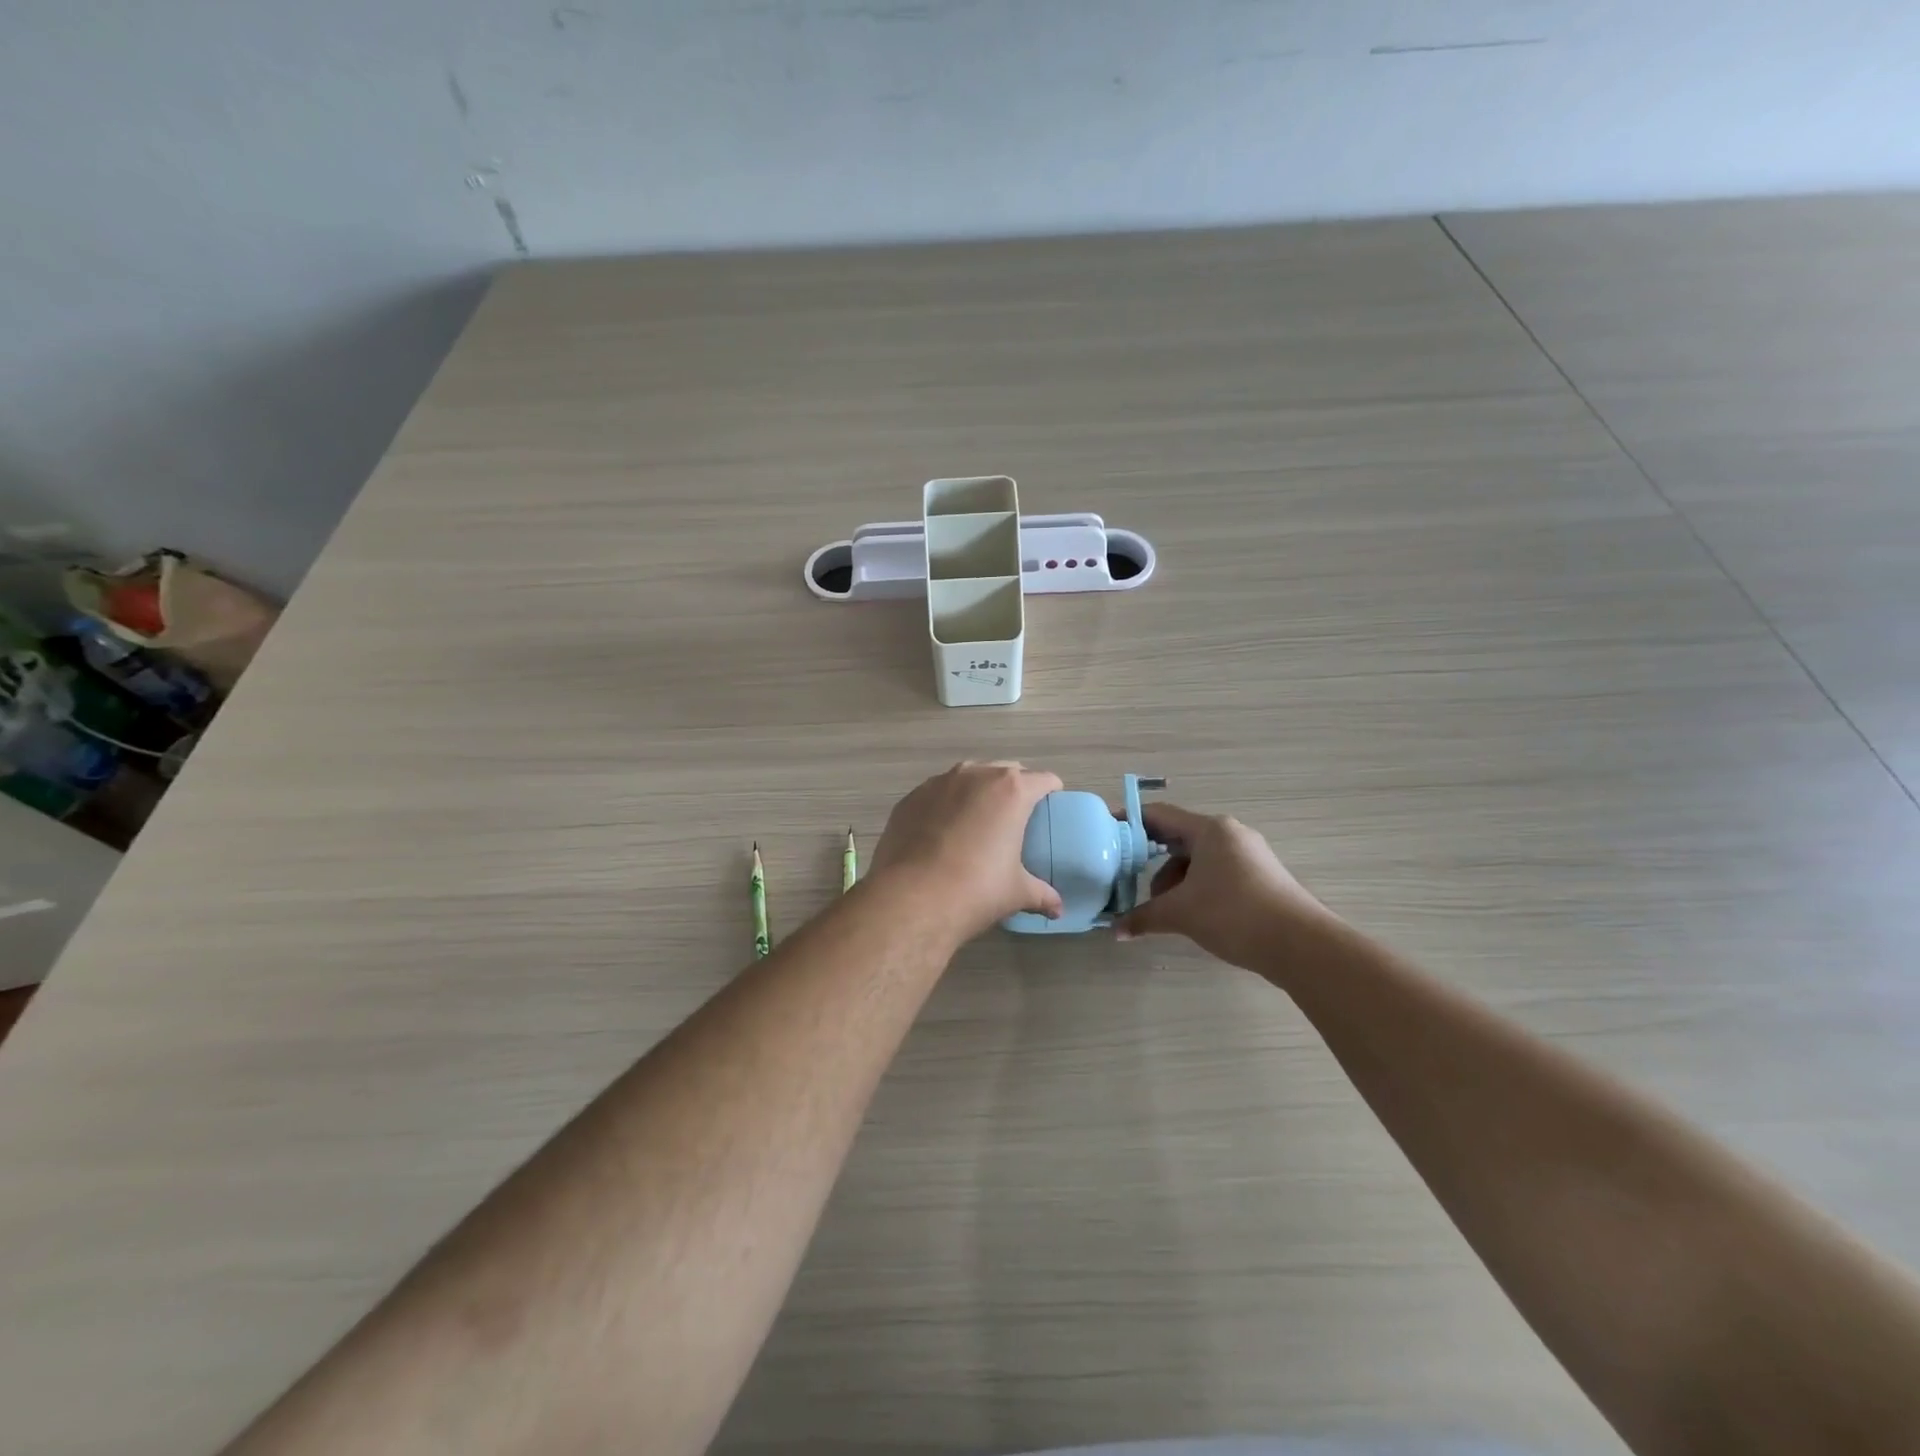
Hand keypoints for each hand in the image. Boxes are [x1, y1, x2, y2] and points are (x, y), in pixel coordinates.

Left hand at [870, 762, 1063, 942]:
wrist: (912, 898)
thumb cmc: (976, 889)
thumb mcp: (1017, 893)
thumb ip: (1041, 894)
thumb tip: (1057, 909)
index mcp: (1011, 791)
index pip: (1043, 779)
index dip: (1051, 791)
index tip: (1051, 805)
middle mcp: (976, 775)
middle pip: (1005, 770)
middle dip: (1014, 787)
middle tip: (1016, 816)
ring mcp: (939, 782)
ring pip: (968, 776)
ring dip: (978, 791)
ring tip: (977, 820)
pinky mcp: (911, 797)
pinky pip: (938, 793)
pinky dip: (946, 804)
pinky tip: (942, 831)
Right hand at [1114, 802, 1336, 969]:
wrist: (1300, 945)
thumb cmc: (1233, 914)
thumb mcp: (1181, 914)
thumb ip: (1144, 917)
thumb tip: (1115, 931)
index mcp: (1210, 830)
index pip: (1159, 815)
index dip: (1130, 822)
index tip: (1107, 832)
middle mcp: (1230, 834)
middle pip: (1179, 838)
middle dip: (1152, 860)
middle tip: (1130, 880)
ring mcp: (1250, 855)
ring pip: (1199, 859)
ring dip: (1176, 880)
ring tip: (1165, 909)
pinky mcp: (1261, 877)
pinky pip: (1218, 872)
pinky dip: (1198, 887)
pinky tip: (1192, 913)